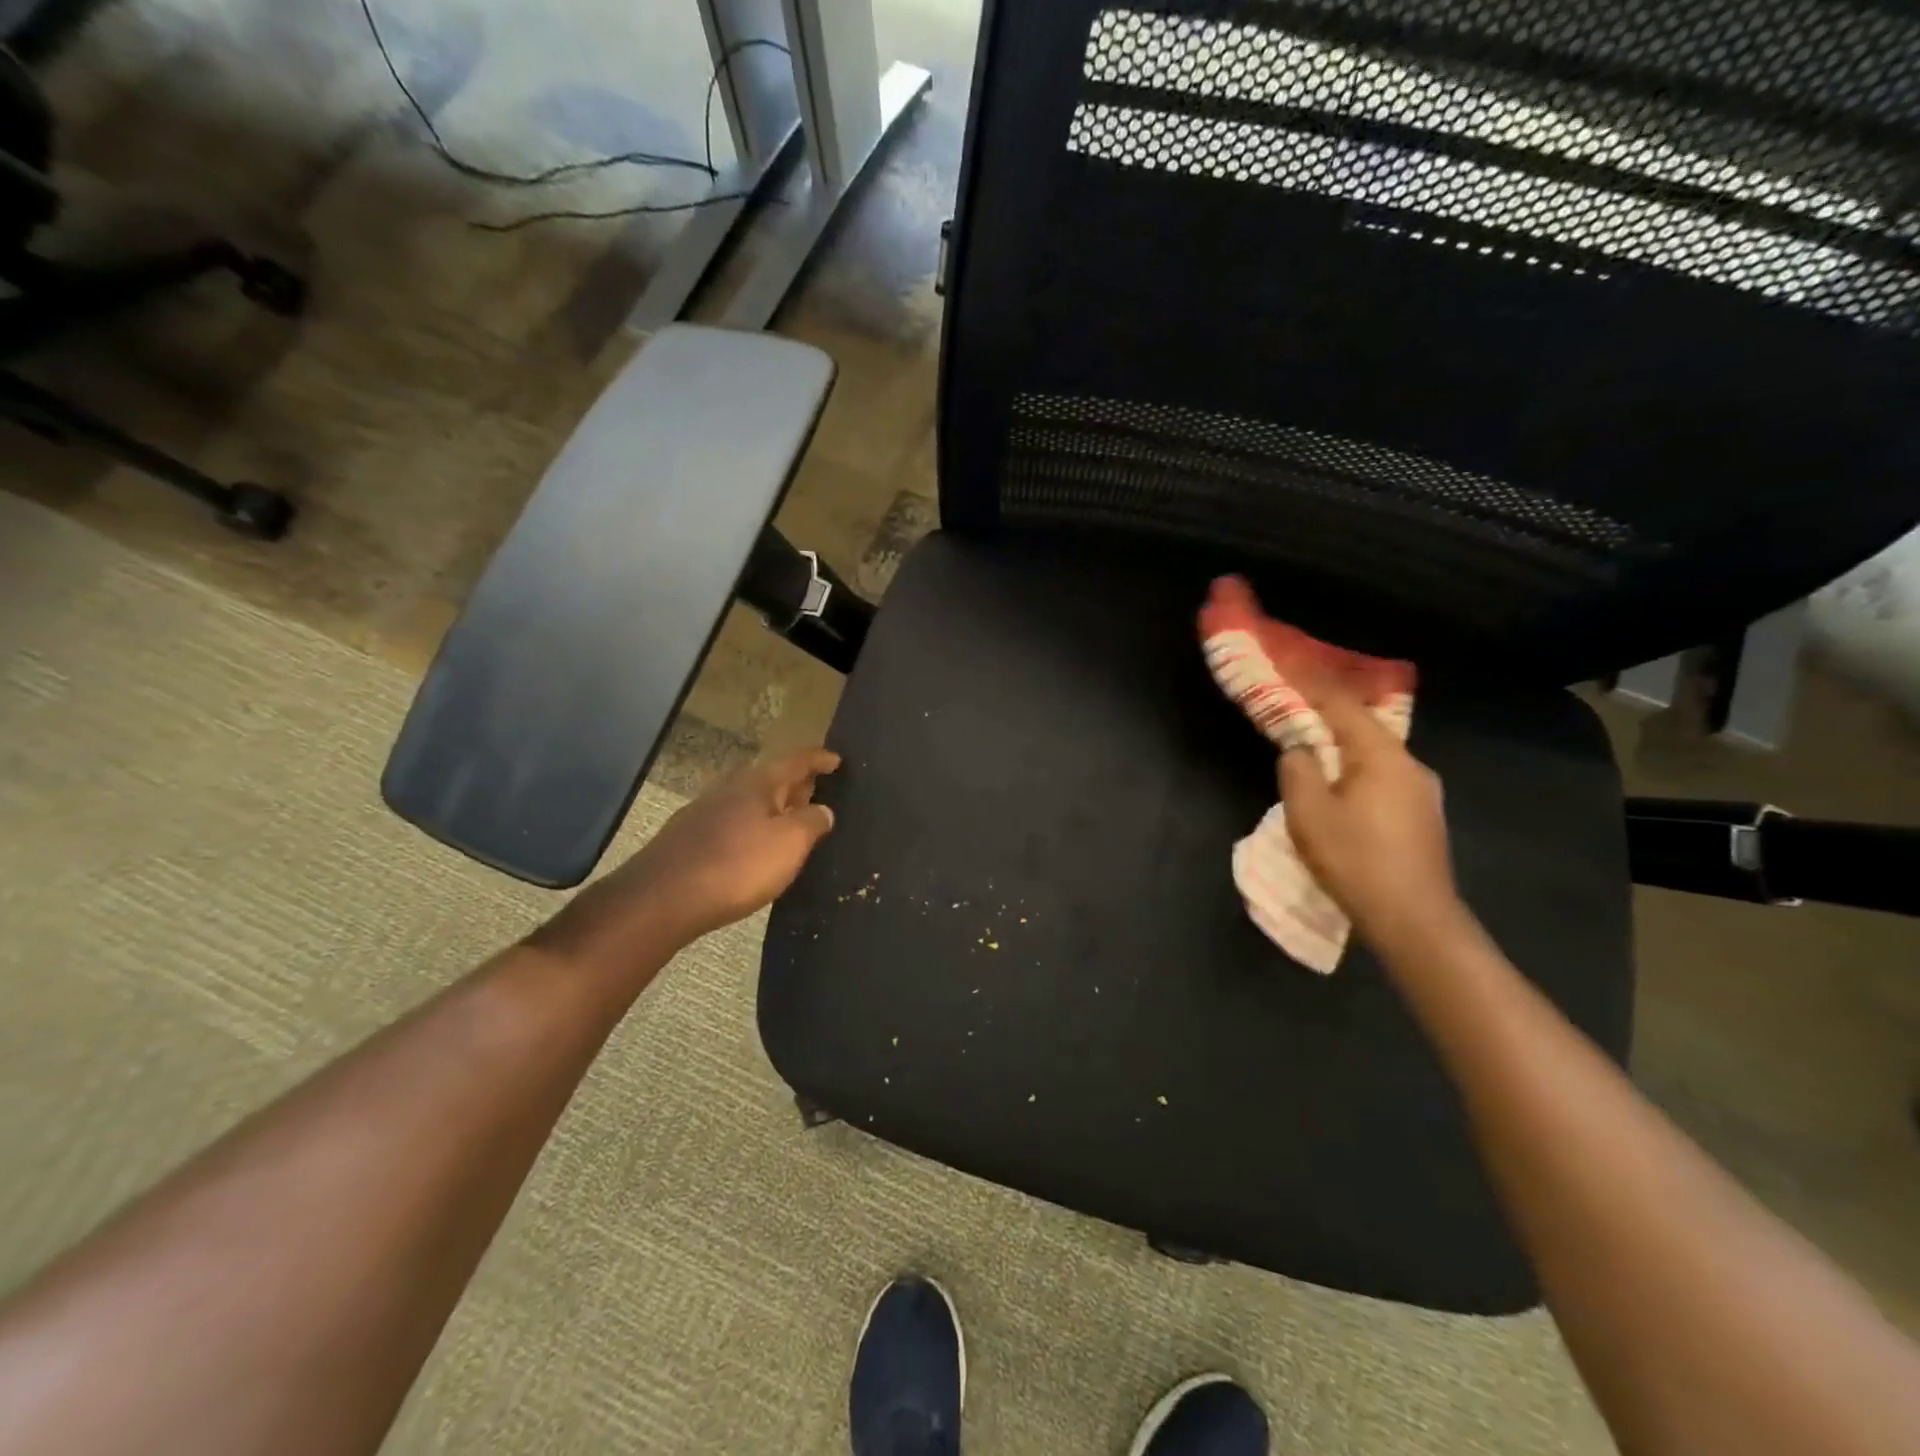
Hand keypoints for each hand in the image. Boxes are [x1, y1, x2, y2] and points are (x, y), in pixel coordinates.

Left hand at [531, 749, 839, 965]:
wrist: (663, 898)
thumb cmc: (737, 866)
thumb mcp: (790, 844)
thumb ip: (812, 822)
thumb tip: (823, 809)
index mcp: (759, 783)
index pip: (796, 761)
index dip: (819, 759)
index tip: (837, 760)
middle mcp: (730, 788)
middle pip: (771, 778)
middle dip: (796, 783)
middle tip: (818, 790)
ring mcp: (705, 812)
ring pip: (749, 801)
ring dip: (773, 807)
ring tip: (791, 821)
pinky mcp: (689, 838)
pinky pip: (732, 822)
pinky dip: (752, 826)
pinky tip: (754, 846)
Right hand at [1278, 679, 1462, 949]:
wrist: (1415, 920)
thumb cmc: (1356, 860)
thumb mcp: (1308, 813)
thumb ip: (1298, 770)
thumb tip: (1299, 749)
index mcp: (1383, 756)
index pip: (1343, 707)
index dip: (1312, 688)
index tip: (1286, 673)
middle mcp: (1411, 765)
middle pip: (1363, 729)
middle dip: (1327, 719)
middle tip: (1294, 715)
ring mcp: (1424, 793)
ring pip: (1375, 758)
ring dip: (1342, 751)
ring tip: (1313, 756)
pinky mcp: (1424, 819)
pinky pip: (1384, 781)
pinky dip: (1357, 774)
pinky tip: (1341, 794)